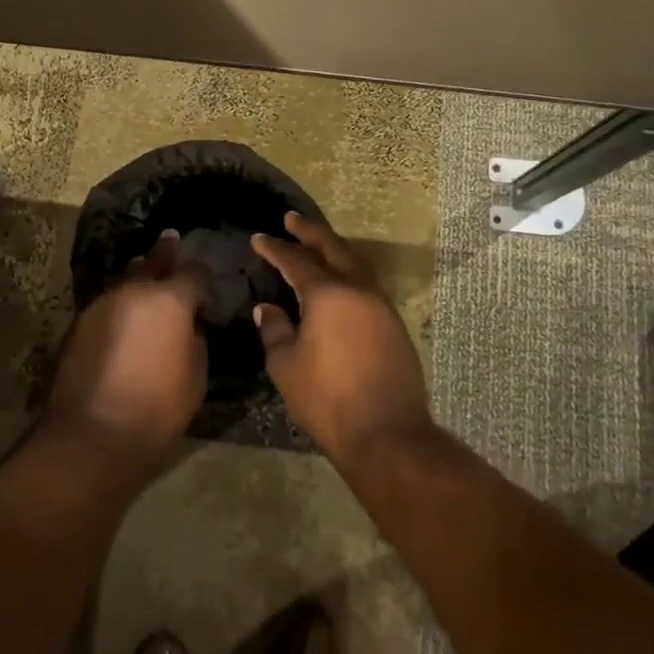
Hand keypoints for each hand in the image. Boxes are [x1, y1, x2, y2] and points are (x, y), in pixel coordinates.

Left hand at [47, 231, 207, 466]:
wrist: (92, 432)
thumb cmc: (156, 407)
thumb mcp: (195, 375)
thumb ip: (194, 340)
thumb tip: (186, 326)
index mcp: (170, 300)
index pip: (193, 273)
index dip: (202, 274)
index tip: (206, 278)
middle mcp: (135, 291)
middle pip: (153, 262)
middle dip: (166, 252)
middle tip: (171, 237)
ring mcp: (103, 304)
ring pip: (126, 278)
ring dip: (138, 272)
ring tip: (144, 265)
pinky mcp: (80, 323)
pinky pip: (108, 300)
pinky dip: (120, 299)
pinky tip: (124, 307)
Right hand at [250, 213, 434, 466]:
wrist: (386, 433)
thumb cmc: (327, 399)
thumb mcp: (286, 365)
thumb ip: (275, 330)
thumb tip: (268, 308)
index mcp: (328, 293)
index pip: (296, 261)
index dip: (275, 249)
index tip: (259, 238)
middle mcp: (358, 290)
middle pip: (332, 249)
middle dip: (310, 233)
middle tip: (291, 220)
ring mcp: (381, 306)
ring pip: (355, 264)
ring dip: (334, 250)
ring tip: (316, 245)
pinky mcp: (394, 325)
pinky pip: (367, 285)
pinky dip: (349, 273)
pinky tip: (339, 283)